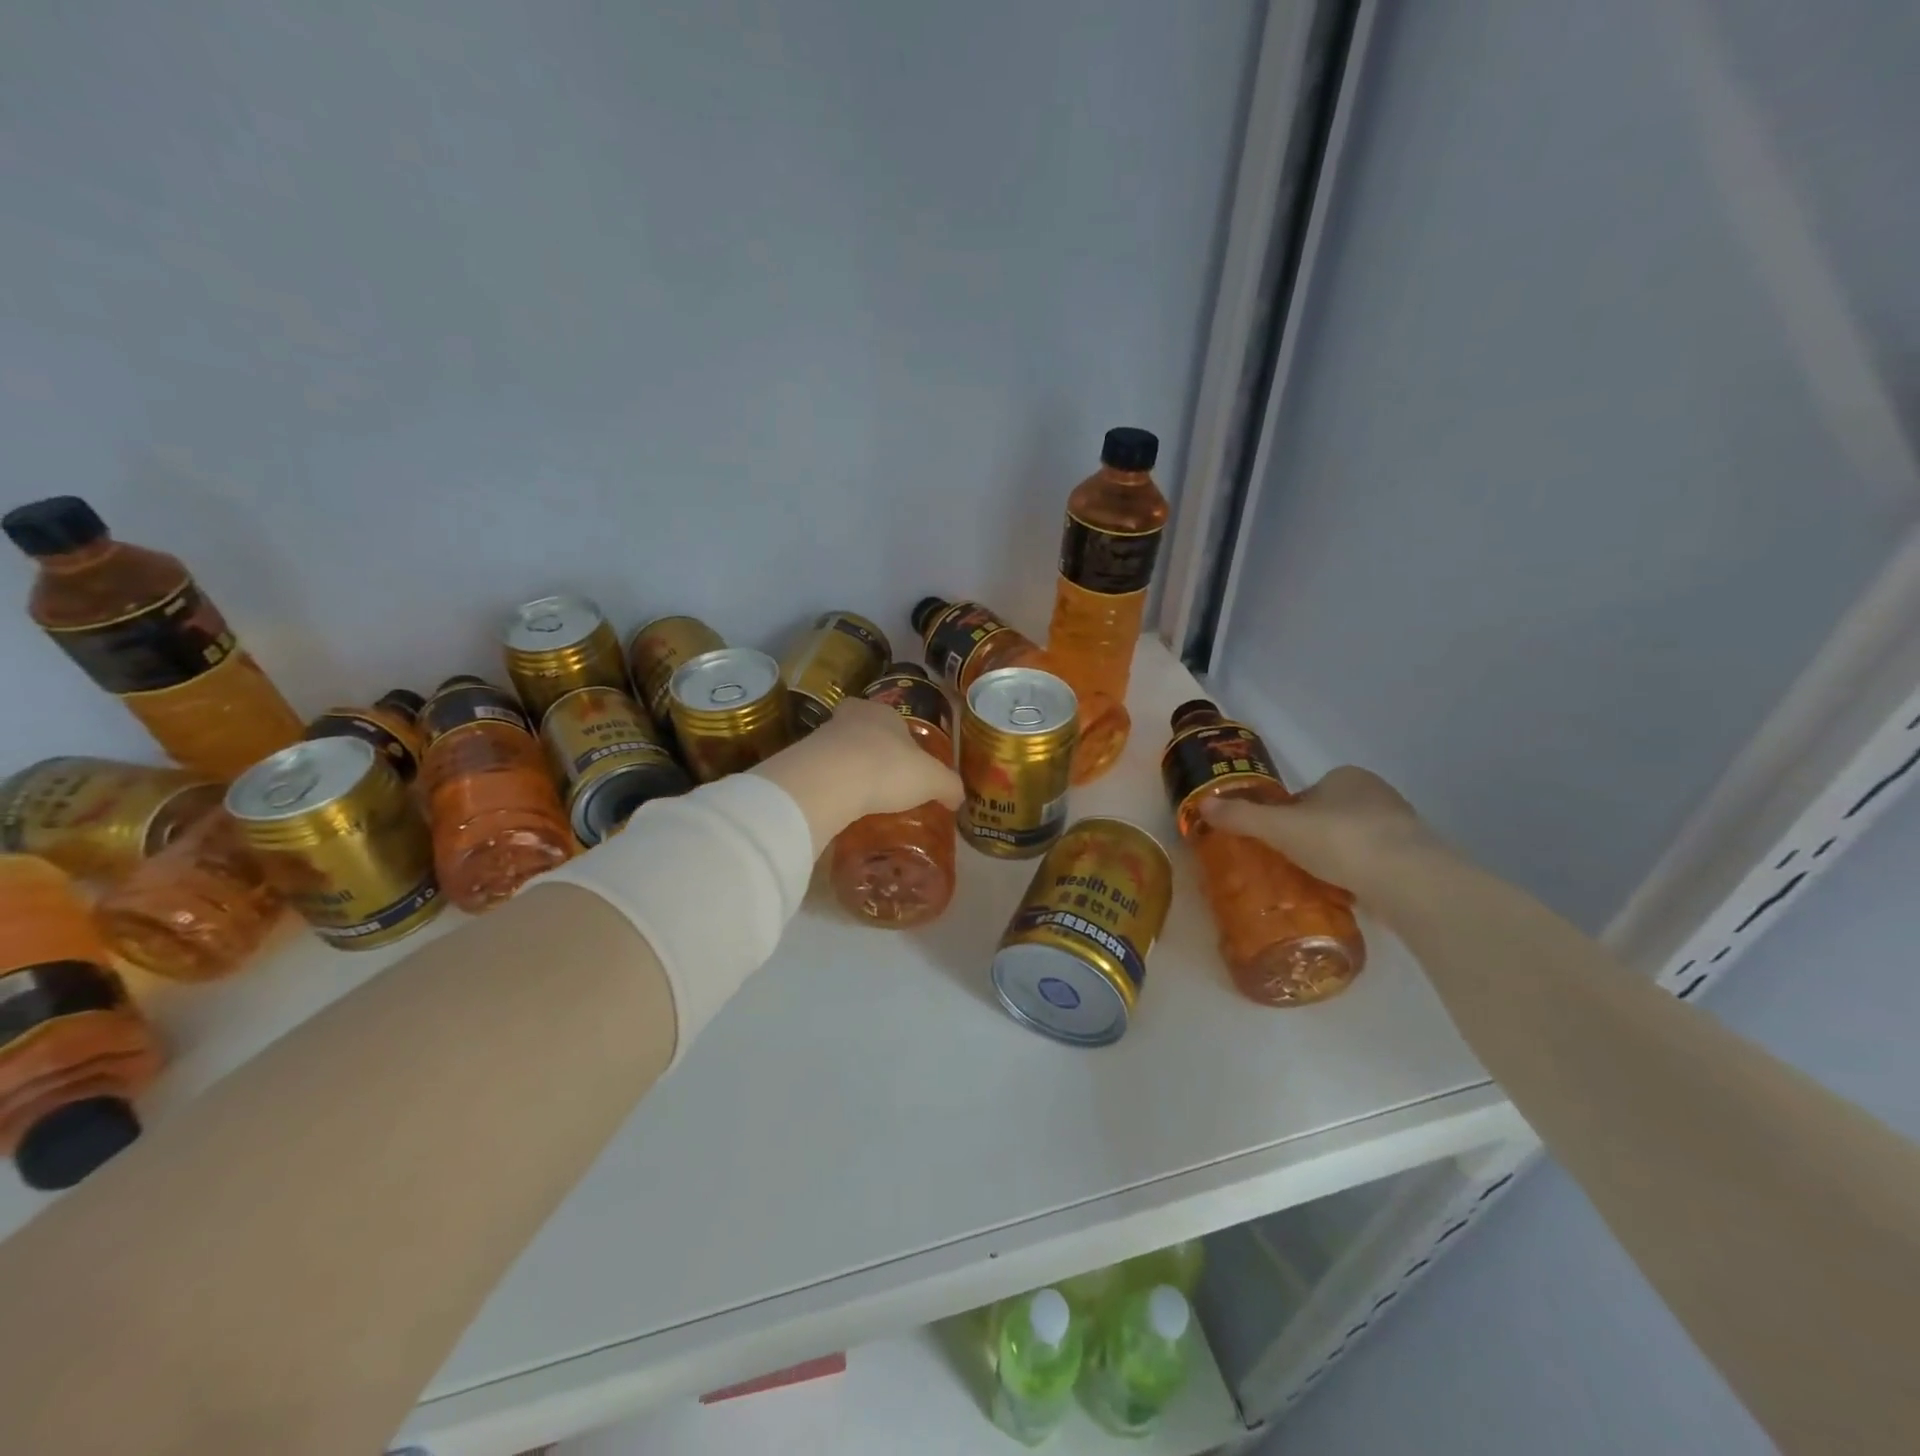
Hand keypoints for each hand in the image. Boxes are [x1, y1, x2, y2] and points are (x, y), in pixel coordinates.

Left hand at [751, 697, 963, 852]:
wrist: (829, 782)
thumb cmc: (888, 769)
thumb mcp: (932, 780)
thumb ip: (948, 786)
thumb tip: (958, 798)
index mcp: (884, 712)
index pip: (896, 720)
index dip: (903, 741)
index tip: (907, 763)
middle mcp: (851, 717)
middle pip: (865, 731)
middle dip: (873, 751)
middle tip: (884, 779)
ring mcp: (821, 737)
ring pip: (840, 751)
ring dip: (849, 768)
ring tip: (862, 797)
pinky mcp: (801, 761)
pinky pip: (823, 773)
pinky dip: (831, 787)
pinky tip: (840, 806)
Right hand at [1199, 766, 1436, 895]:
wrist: (1409, 880)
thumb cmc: (1340, 840)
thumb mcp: (1279, 828)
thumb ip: (1241, 816)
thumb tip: (1201, 803)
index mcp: (1346, 776)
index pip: (1305, 794)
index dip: (1286, 816)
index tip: (1275, 841)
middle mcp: (1377, 794)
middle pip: (1329, 815)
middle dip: (1311, 837)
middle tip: (1289, 865)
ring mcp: (1401, 826)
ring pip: (1354, 840)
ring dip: (1336, 857)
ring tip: (1314, 883)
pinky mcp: (1417, 858)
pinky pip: (1375, 864)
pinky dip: (1359, 875)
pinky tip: (1345, 894)